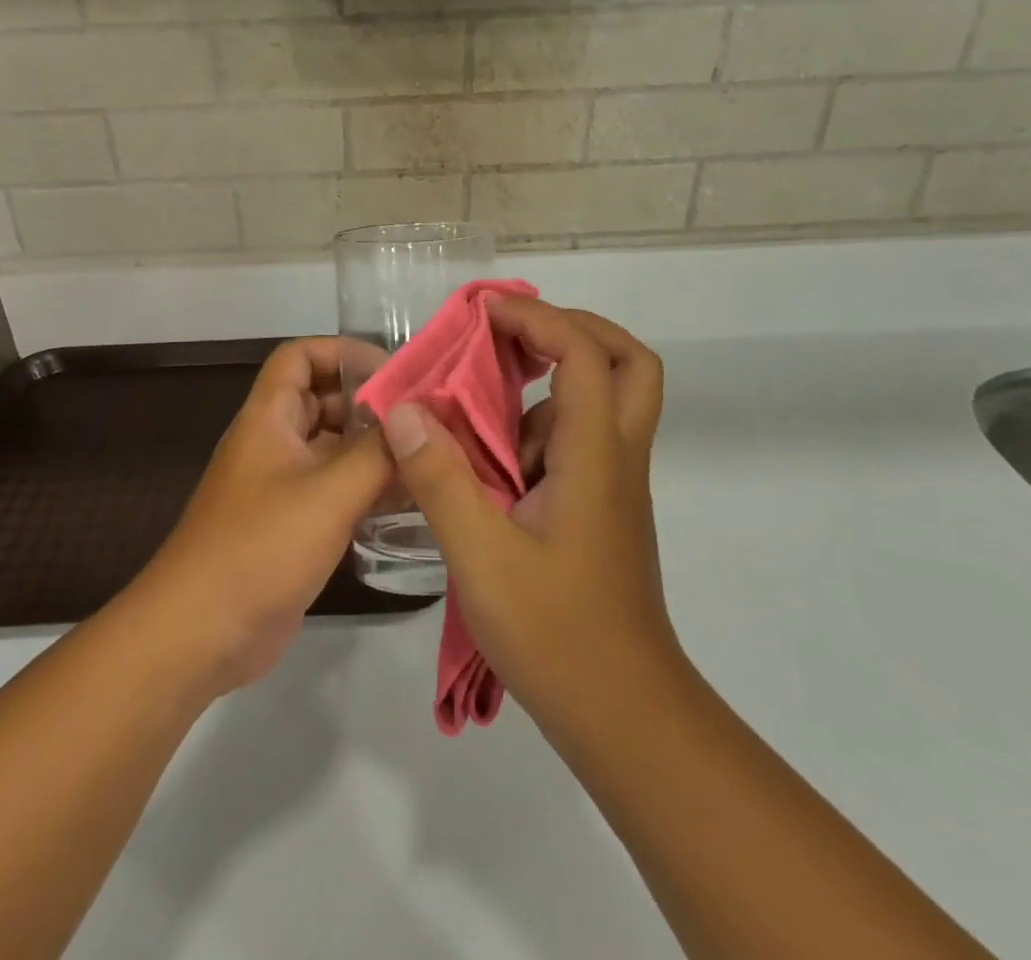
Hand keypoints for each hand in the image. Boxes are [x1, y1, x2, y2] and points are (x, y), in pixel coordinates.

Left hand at [138, 338, 390, 694]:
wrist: (200, 633)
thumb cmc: (260, 547)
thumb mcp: (329, 493)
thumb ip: (377, 453)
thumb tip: (416, 419)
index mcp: (268, 418)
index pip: (300, 356)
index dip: (343, 352)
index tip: (393, 373)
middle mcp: (273, 442)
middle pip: (323, 400)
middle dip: (370, 403)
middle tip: (425, 419)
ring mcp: (282, 485)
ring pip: (333, 448)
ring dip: (373, 449)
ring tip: (427, 458)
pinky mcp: (292, 525)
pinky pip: (334, 489)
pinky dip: (366, 487)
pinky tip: (409, 501)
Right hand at [382, 299, 679, 736]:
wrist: (624, 715)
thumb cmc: (556, 634)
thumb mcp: (482, 556)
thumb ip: (440, 478)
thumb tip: (403, 410)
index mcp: (595, 454)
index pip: (584, 353)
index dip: (537, 318)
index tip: (482, 314)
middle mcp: (615, 455)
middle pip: (627, 361)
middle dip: (573, 329)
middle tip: (514, 334)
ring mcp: (612, 483)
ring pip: (604, 400)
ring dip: (550, 381)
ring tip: (482, 395)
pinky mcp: (600, 507)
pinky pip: (576, 442)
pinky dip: (537, 428)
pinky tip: (488, 462)